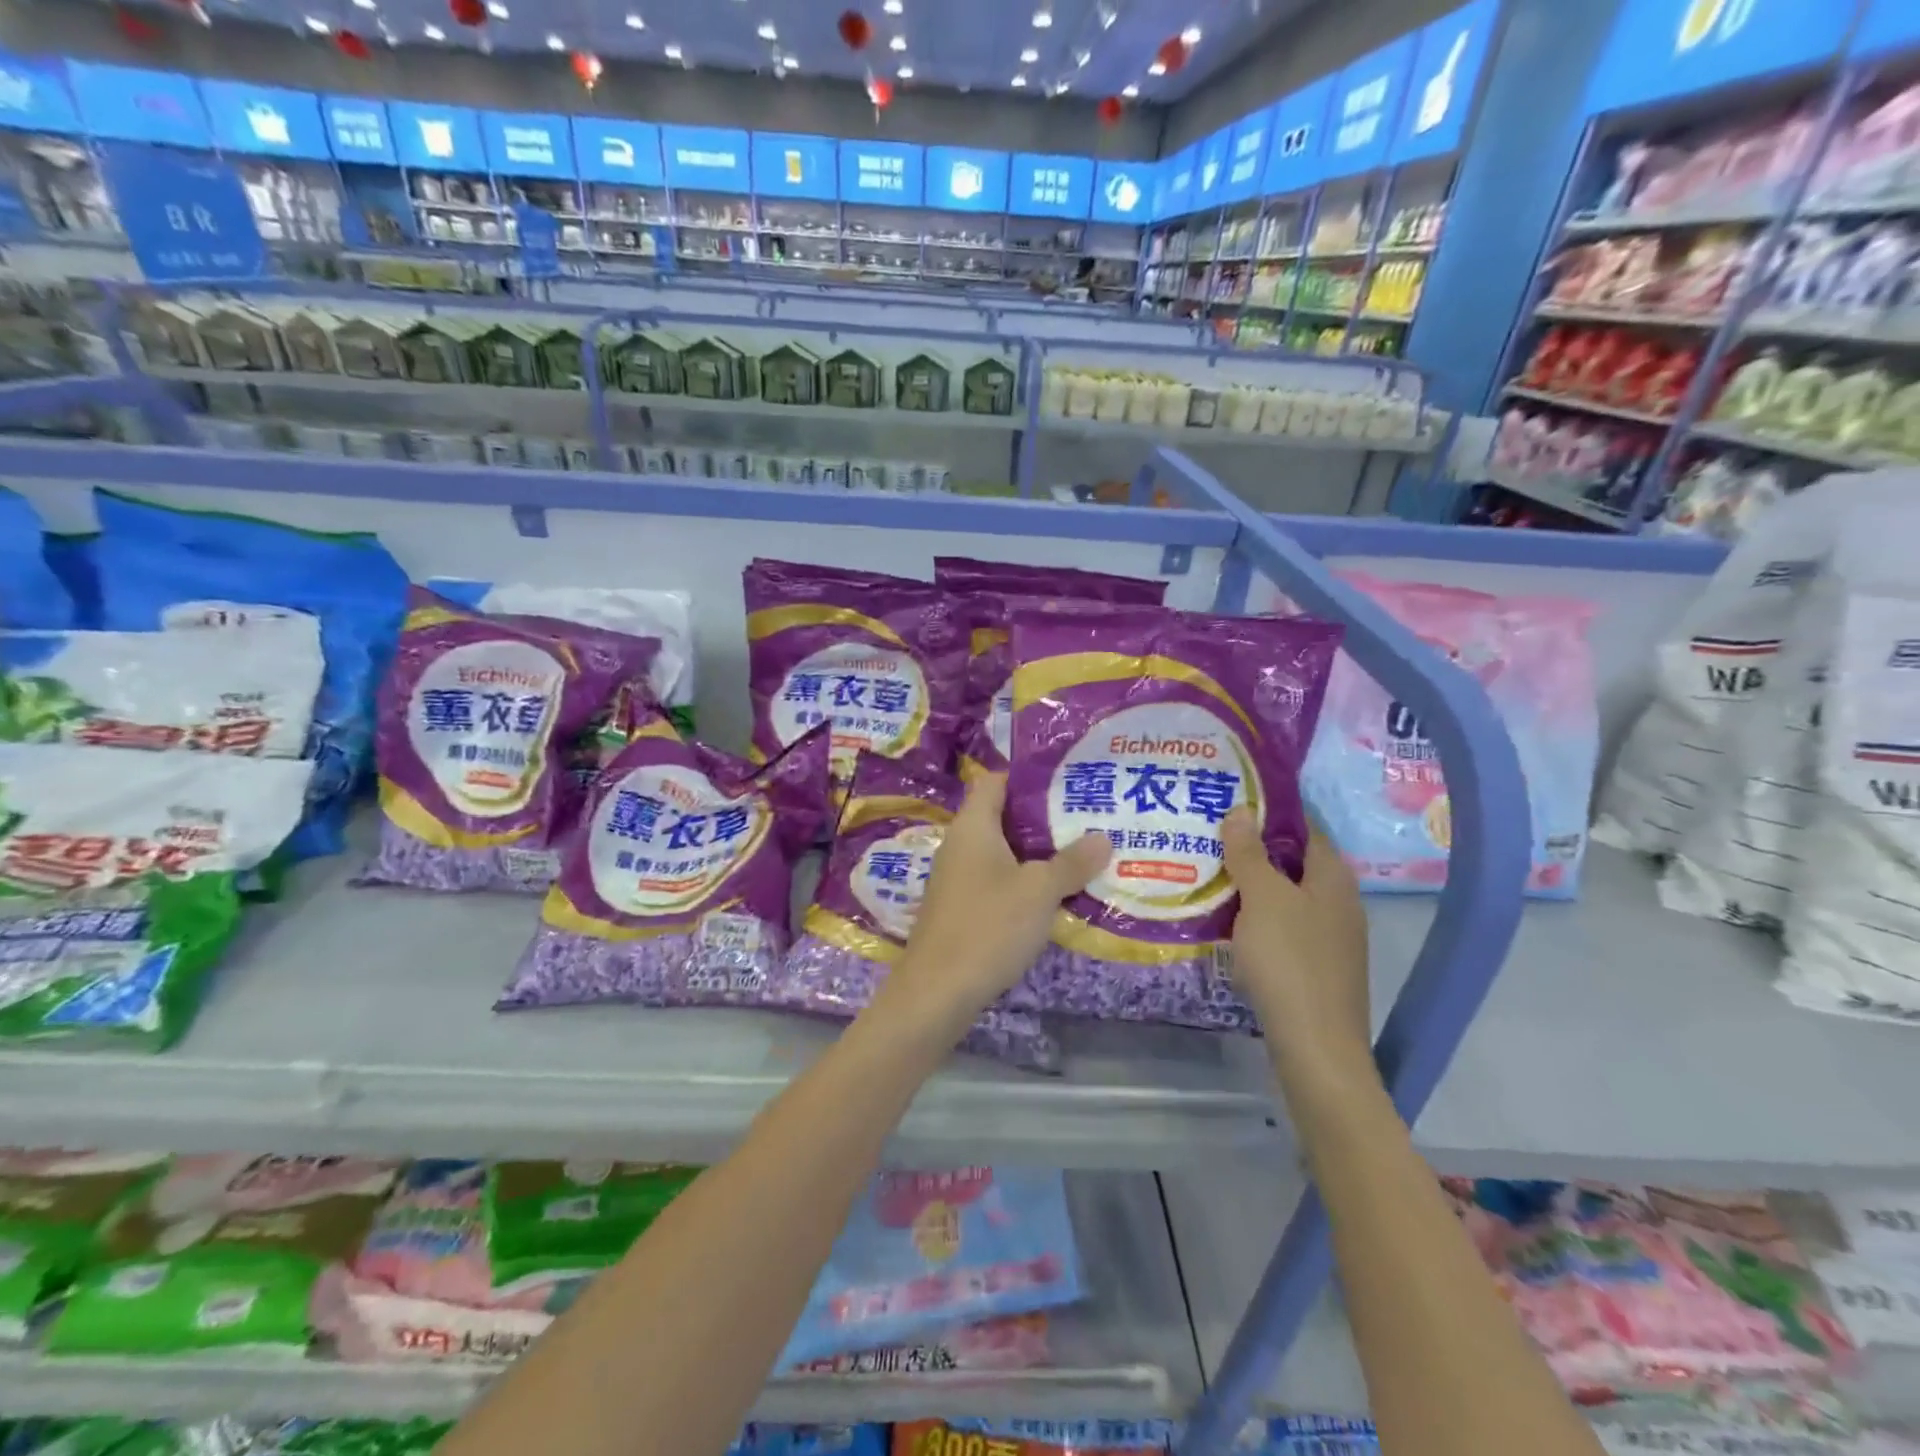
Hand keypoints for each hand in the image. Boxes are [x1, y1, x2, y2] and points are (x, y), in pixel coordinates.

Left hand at [884, 773, 1108, 1031]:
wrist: (938, 992)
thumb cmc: (988, 926)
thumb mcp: (1039, 891)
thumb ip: (1072, 862)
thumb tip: (1103, 837)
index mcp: (972, 826)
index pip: (996, 780)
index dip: (1029, 776)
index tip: (1069, 780)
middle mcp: (961, 844)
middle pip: (1003, 816)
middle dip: (1044, 817)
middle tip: (1087, 819)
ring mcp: (958, 878)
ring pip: (1003, 852)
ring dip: (1037, 853)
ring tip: (1081, 854)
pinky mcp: (961, 908)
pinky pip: (997, 881)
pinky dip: (1024, 881)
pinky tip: (1054, 895)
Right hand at [1222, 808, 1372, 1083]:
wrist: (1315, 1047)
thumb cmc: (1290, 961)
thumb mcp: (1263, 899)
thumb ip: (1249, 853)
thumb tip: (1240, 809)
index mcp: (1333, 877)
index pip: (1304, 827)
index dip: (1270, 810)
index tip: (1230, 799)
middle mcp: (1338, 901)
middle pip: (1293, 861)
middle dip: (1253, 847)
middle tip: (1207, 835)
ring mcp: (1329, 936)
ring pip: (1285, 896)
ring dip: (1251, 884)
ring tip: (1207, 872)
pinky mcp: (1315, 965)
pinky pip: (1282, 925)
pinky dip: (1256, 916)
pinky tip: (1226, 920)